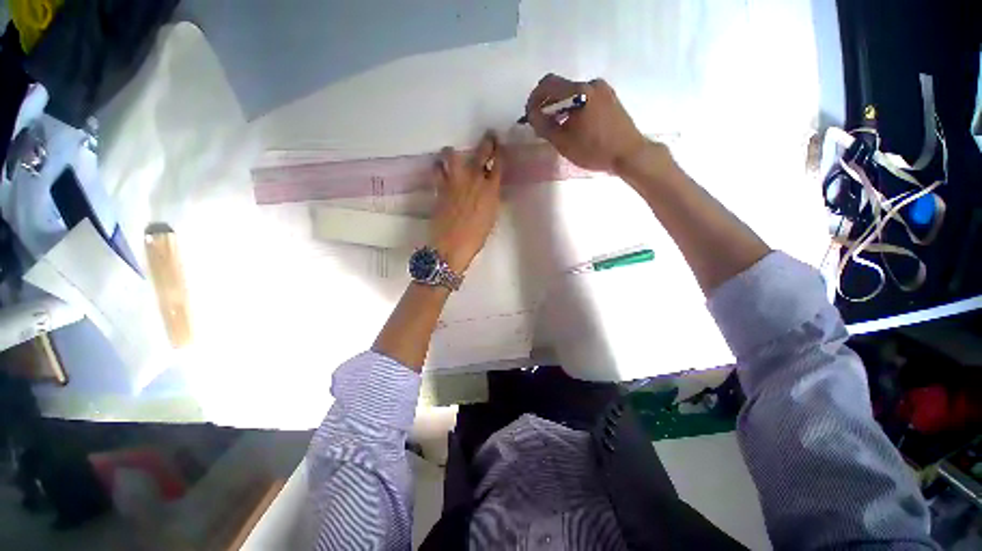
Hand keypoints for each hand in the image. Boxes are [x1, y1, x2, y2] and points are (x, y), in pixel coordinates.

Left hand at [430, 133, 501, 273]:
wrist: (452, 245)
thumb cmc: (476, 237)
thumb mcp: (490, 217)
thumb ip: (490, 199)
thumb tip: (489, 189)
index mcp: (491, 190)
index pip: (498, 164)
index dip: (500, 153)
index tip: (501, 146)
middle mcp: (474, 180)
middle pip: (481, 153)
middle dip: (487, 142)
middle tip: (488, 135)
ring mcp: (455, 181)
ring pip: (452, 156)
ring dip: (453, 152)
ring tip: (451, 152)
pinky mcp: (440, 187)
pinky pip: (437, 170)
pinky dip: (438, 166)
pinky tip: (438, 167)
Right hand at [525, 74, 646, 173]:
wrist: (629, 153)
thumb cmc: (594, 150)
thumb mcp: (564, 142)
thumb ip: (544, 126)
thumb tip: (532, 114)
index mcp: (579, 91)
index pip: (548, 84)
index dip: (534, 98)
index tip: (529, 115)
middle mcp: (591, 83)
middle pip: (561, 88)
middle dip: (547, 104)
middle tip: (541, 124)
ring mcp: (604, 90)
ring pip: (573, 94)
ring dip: (561, 107)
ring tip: (558, 128)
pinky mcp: (611, 98)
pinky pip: (586, 98)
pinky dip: (574, 108)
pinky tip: (574, 126)